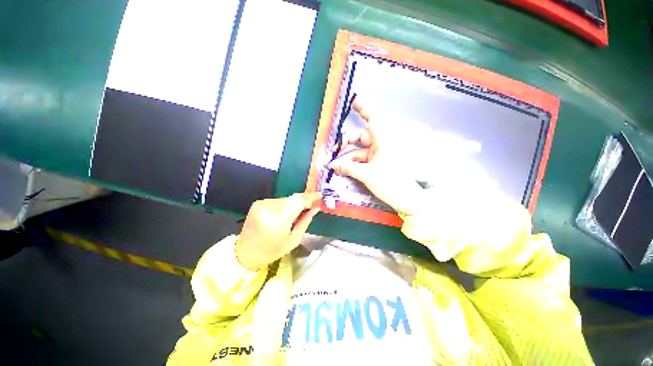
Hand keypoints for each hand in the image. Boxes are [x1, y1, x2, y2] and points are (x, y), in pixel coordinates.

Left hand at [235, 192, 321, 270]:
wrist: (244, 253)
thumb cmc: (272, 250)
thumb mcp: (293, 240)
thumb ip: (306, 221)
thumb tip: (316, 207)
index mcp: (278, 219)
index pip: (298, 200)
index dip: (310, 197)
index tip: (320, 196)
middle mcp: (269, 207)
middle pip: (293, 198)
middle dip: (303, 201)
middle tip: (310, 207)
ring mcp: (262, 203)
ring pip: (286, 199)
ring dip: (293, 205)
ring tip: (294, 216)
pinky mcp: (258, 202)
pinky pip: (278, 201)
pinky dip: (284, 206)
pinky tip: (282, 216)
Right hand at [328, 101, 423, 214]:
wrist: (407, 200)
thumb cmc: (391, 183)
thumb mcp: (367, 174)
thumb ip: (348, 168)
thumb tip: (333, 165)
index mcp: (383, 141)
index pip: (373, 119)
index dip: (364, 109)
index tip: (354, 102)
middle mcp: (381, 145)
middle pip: (360, 137)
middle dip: (346, 143)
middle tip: (333, 151)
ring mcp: (378, 155)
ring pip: (358, 151)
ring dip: (346, 158)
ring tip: (335, 167)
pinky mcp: (377, 164)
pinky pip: (361, 160)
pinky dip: (352, 164)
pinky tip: (343, 170)